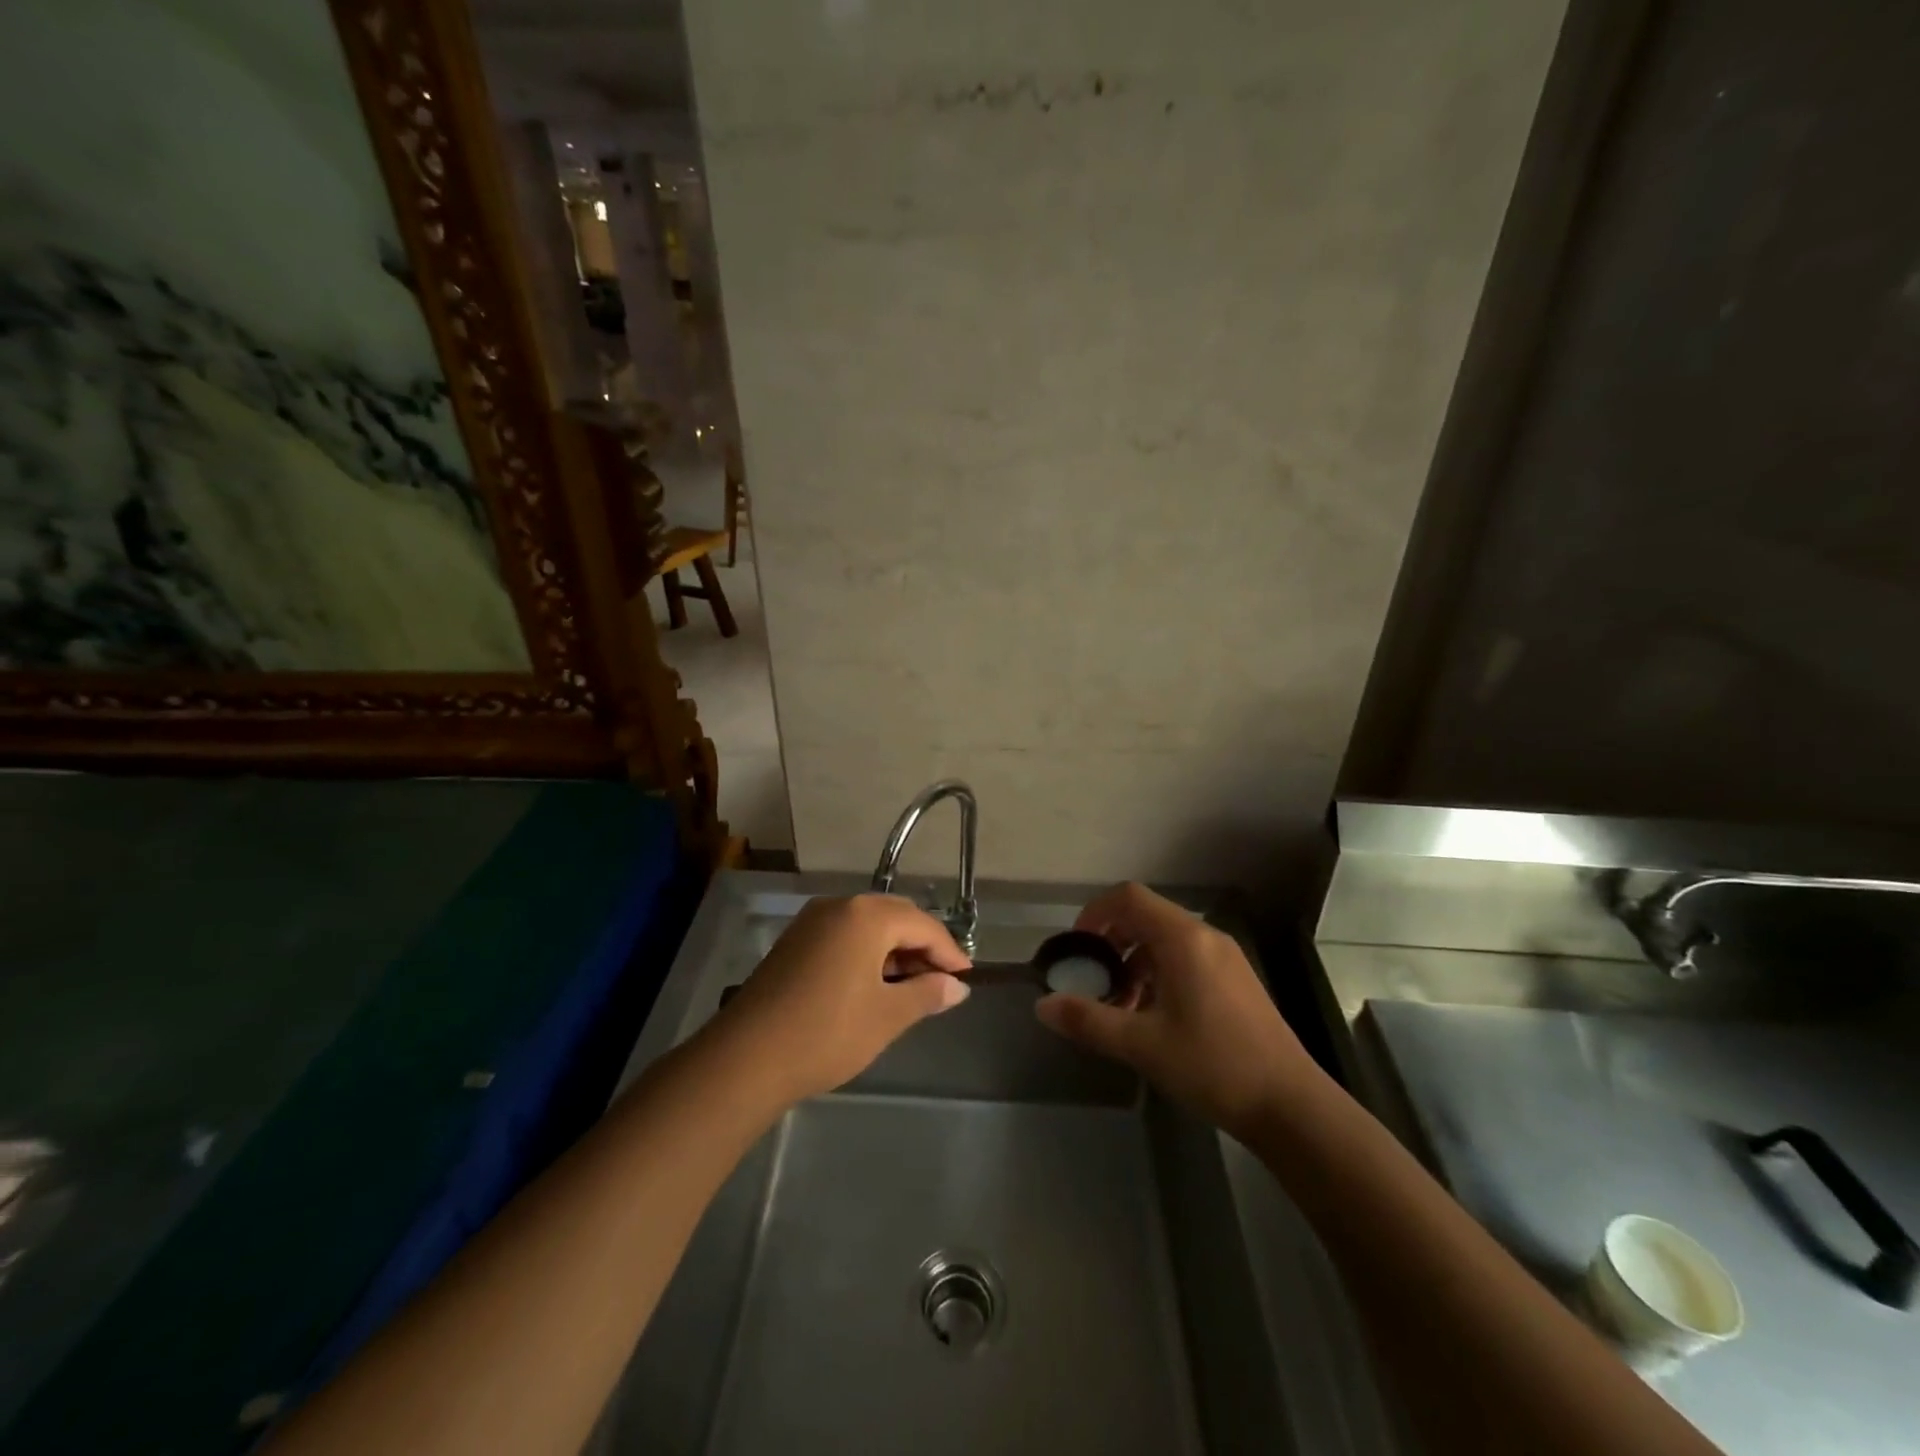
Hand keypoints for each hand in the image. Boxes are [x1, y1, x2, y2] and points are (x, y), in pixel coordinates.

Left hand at [708, 894, 972, 1105]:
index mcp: (866, 916)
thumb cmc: (827, 1033)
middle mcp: (838, 906)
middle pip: (895, 916)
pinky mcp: (794, 941)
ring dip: (894, 950)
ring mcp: (811, 922)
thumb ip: (927, 994)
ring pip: (867, 926)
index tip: (965, 977)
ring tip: (911, 986)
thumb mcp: (887, 1016)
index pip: (922, 924)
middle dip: (922, 946)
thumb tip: (957, 987)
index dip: (948, 950)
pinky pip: (843, 935)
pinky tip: (873, 984)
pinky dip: (866, 953)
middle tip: (942, 980)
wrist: (746, 1058)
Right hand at [1035, 882, 1317, 1139]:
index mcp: (1183, 939)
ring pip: (1165, 940)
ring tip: (1119, 1006)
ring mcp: (1225, 958)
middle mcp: (1205, 936)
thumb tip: (1042, 1005)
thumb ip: (1088, 1020)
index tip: (1077, 947)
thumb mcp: (1142, 1044)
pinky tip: (1152, 1017)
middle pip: (1146, 917)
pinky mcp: (1235, 980)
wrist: (1290, 1105)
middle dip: (1111, 942)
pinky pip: (1186, 959)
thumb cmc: (1212, 1065)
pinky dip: (1158, 974)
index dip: (1095, 913)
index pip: (1128, 898)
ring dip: (1134, 962)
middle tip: (1092, 979)